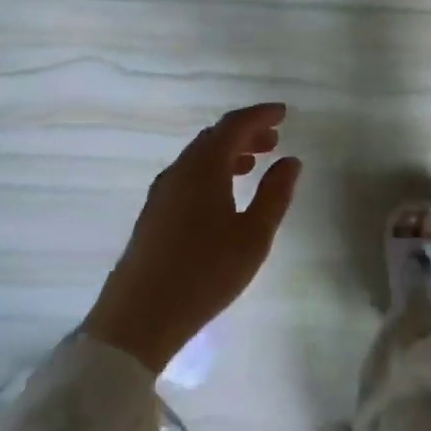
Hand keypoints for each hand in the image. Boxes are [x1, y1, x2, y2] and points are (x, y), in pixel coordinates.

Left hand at [83, 103, 301, 373]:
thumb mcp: (254, 235)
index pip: (234, 125)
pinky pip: (189, 175)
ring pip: (199, 157)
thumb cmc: (205, 272)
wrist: (139, 318)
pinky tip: (225, 194)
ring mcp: (162, 192)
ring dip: (229, 153)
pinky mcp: (154, 214)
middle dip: (246, 133)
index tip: (284, 113)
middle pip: (214, 137)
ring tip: (255, 164)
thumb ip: (275, 194)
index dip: (260, 115)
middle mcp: (179, 171)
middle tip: (275, 139)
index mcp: (203, 168)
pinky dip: (213, 171)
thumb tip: (290, 161)